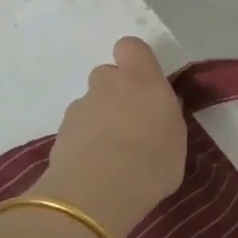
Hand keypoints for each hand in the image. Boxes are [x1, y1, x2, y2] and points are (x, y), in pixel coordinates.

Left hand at [36, 37, 186, 235]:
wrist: (99, 190)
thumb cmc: (152, 162)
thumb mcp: (177, 140)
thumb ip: (167, 117)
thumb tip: (161, 109)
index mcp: (141, 79)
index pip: (131, 46)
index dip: (135, 60)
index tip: (145, 83)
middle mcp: (107, 84)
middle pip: (107, 75)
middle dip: (116, 93)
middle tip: (130, 124)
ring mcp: (80, 107)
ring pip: (91, 103)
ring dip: (99, 119)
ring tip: (112, 154)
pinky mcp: (60, 132)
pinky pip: (77, 129)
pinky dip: (84, 141)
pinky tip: (95, 168)